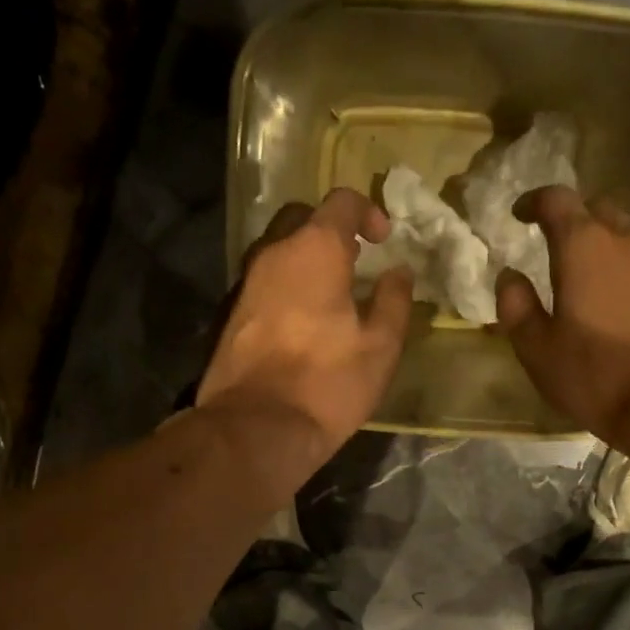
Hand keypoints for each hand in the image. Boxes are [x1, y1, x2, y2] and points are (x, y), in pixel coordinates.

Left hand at [197, 187, 414, 487]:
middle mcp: (273, 253)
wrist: (257, 428)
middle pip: (302, 219)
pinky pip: (265, 284)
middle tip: (356, 262)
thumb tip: (399, 272)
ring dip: (307, 261)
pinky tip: (304, 322)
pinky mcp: (231, 315)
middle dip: (331, 231)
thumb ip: (394, 301)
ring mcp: (246, 283)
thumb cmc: (328, 383)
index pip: (341, 202)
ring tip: (333, 295)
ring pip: (278, 252)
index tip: (384, 241)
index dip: (368, 211)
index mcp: (314, 249)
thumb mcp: (380, 346)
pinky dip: (287, 288)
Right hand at [495, 186, 629, 446]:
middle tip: (553, 242)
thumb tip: (509, 277)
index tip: (519, 214)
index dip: (534, 202)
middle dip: (573, 218)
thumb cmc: (595, 374)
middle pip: (598, 210)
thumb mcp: (538, 349)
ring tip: (585, 275)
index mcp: (584, 247)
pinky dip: (625, 271)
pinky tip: (616, 303)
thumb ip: (516, 306)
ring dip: (603, 245)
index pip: (557, 200)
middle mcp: (627, 242)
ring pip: (627, 236)